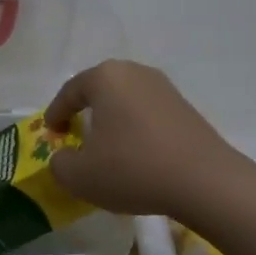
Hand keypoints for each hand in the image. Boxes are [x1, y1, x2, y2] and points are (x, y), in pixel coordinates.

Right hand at [42, 59, 244, 218]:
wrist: (204, 181)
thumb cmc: (133, 169)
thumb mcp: (80, 176)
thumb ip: (60, 164)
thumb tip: (63, 157)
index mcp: (105, 78)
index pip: (70, 91)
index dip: (56, 113)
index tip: (51, 132)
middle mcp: (135, 73)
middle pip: (100, 89)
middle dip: (85, 110)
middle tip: (75, 133)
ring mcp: (164, 88)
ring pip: (126, 100)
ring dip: (112, 119)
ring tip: (106, 145)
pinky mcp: (185, 107)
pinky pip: (148, 112)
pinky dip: (135, 127)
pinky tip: (136, 152)